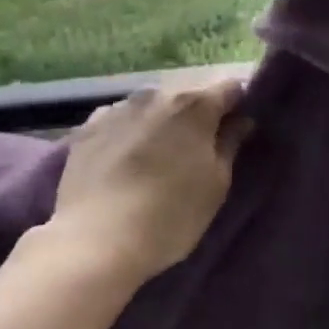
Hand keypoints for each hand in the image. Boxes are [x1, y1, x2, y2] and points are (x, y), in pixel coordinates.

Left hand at [48, 75, 251, 280]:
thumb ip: (230, 144)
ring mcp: (117, 108)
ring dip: (161, 122)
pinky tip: (123, 160)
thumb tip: (241, 121)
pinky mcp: (87, 128)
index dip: (238, 105)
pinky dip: (128, 133)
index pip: (230, 88)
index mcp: (195, 105)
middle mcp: (156, 94)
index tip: (237, 129)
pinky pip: (119, 121)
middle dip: (197, 115)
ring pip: (151, 106)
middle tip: (198, 149)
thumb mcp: (216, 184)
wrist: (96, 241)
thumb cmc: (171, 215)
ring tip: (157, 157)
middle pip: (188, 95)